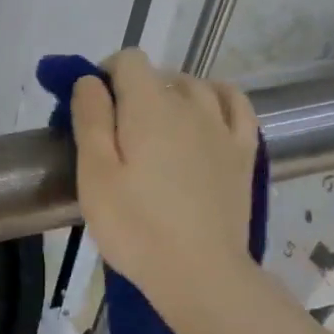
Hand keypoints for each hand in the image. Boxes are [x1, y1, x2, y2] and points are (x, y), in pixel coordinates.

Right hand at [72, 50, 261, 328]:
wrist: (200, 273)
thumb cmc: (135, 226)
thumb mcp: (95, 174)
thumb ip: (90, 119)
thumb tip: (90, 80)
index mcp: (149, 106)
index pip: (128, 60)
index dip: (104, 75)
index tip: (92, 108)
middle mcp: (191, 104)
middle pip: (159, 75)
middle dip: (133, 92)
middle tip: (115, 135)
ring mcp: (223, 128)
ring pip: (195, 87)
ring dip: (171, 95)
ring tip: (154, 130)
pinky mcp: (243, 153)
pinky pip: (236, 105)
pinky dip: (217, 98)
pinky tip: (206, 112)